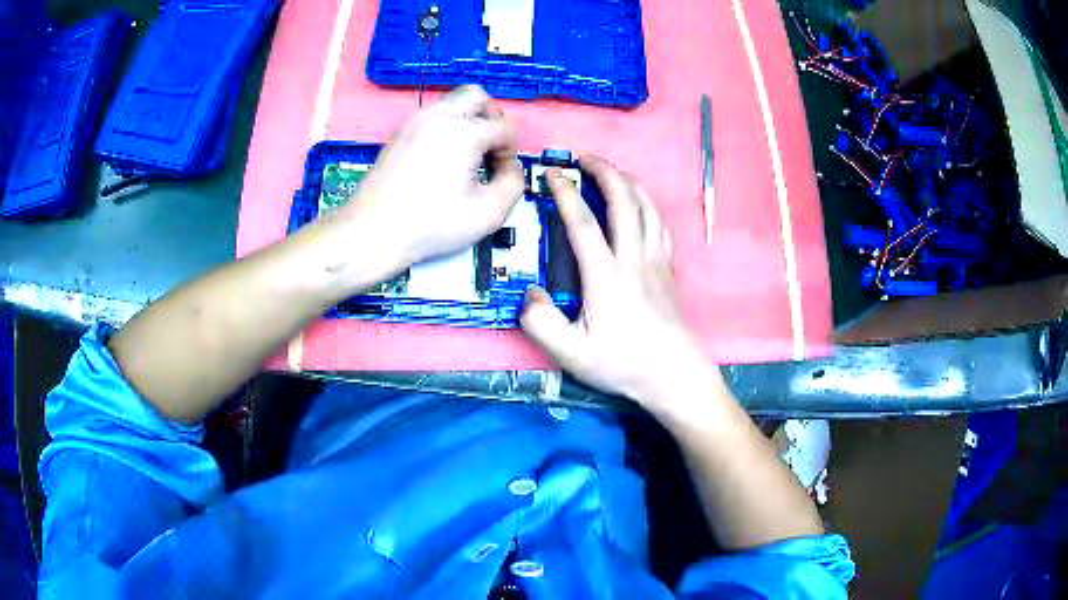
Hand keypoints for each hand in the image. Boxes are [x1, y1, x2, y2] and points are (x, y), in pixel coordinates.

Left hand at [342, 85, 524, 267]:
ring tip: (468, 156)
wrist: (373, 231)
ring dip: (470, 122)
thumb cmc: (432, 225)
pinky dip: (448, 128)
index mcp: (464, 132)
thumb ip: (514, 184)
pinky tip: (444, 160)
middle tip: (492, 150)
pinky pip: (433, 116)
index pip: (504, 129)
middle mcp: (439, 116)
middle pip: (478, 97)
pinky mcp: (400, 132)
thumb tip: (512, 167)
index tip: (502, 176)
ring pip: (453, 103)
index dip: (511, 153)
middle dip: (493, 120)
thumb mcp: (488, 213)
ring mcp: (415, 121)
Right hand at [520, 156, 719, 406]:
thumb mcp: (571, 354)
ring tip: (612, 171)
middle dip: (603, 171)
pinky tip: (642, 205)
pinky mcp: (669, 269)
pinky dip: (648, 205)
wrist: (673, 375)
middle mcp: (633, 258)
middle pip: (623, 201)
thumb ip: (541, 323)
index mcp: (606, 275)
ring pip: (646, 207)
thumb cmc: (622, 364)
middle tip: (583, 157)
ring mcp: (656, 261)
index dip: (565, 193)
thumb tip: (529, 293)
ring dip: (628, 182)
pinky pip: (660, 224)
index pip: (583, 222)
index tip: (551, 173)